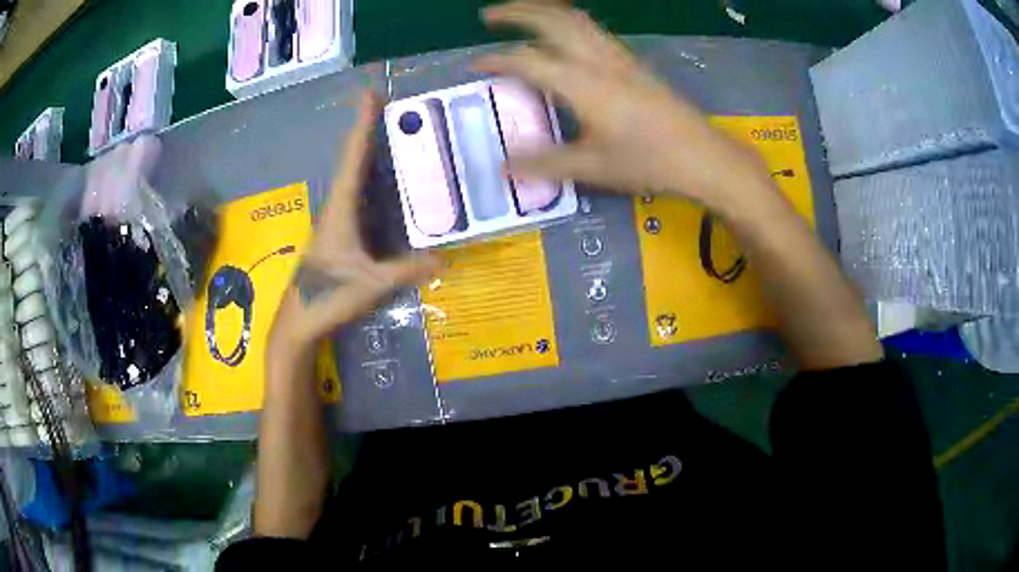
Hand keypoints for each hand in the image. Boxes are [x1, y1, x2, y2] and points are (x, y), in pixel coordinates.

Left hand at [268, 92, 437, 354]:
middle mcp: (336, 208)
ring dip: (371, 156)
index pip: (353, 159)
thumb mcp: (371, 285)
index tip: (371, 94)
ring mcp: (336, 222)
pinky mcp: (339, 236)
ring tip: (395, 137)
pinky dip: (374, 183)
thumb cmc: (328, 297)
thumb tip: (445, 258)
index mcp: (341, 210)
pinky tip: (391, 186)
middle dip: (370, 132)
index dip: (362, 125)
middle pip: (354, 161)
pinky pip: (360, 199)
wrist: (299, 322)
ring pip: (356, 180)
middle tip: (391, 107)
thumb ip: (406, 271)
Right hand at [476, 2, 772, 211]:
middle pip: (552, 20)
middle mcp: (598, 60)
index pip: (528, 62)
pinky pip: (594, 29)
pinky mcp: (633, 63)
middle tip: (489, 16)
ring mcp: (619, 58)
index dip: (496, 61)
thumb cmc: (649, 162)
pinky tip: (564, 34)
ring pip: (576, 19)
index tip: (473, 66)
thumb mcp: (592, 167)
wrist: (703, 156)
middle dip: (516, 12)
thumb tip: (503, 166)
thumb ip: (544, 162)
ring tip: (522, 14)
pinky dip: (568, 22)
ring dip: (543, 10)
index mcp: (582, 83)